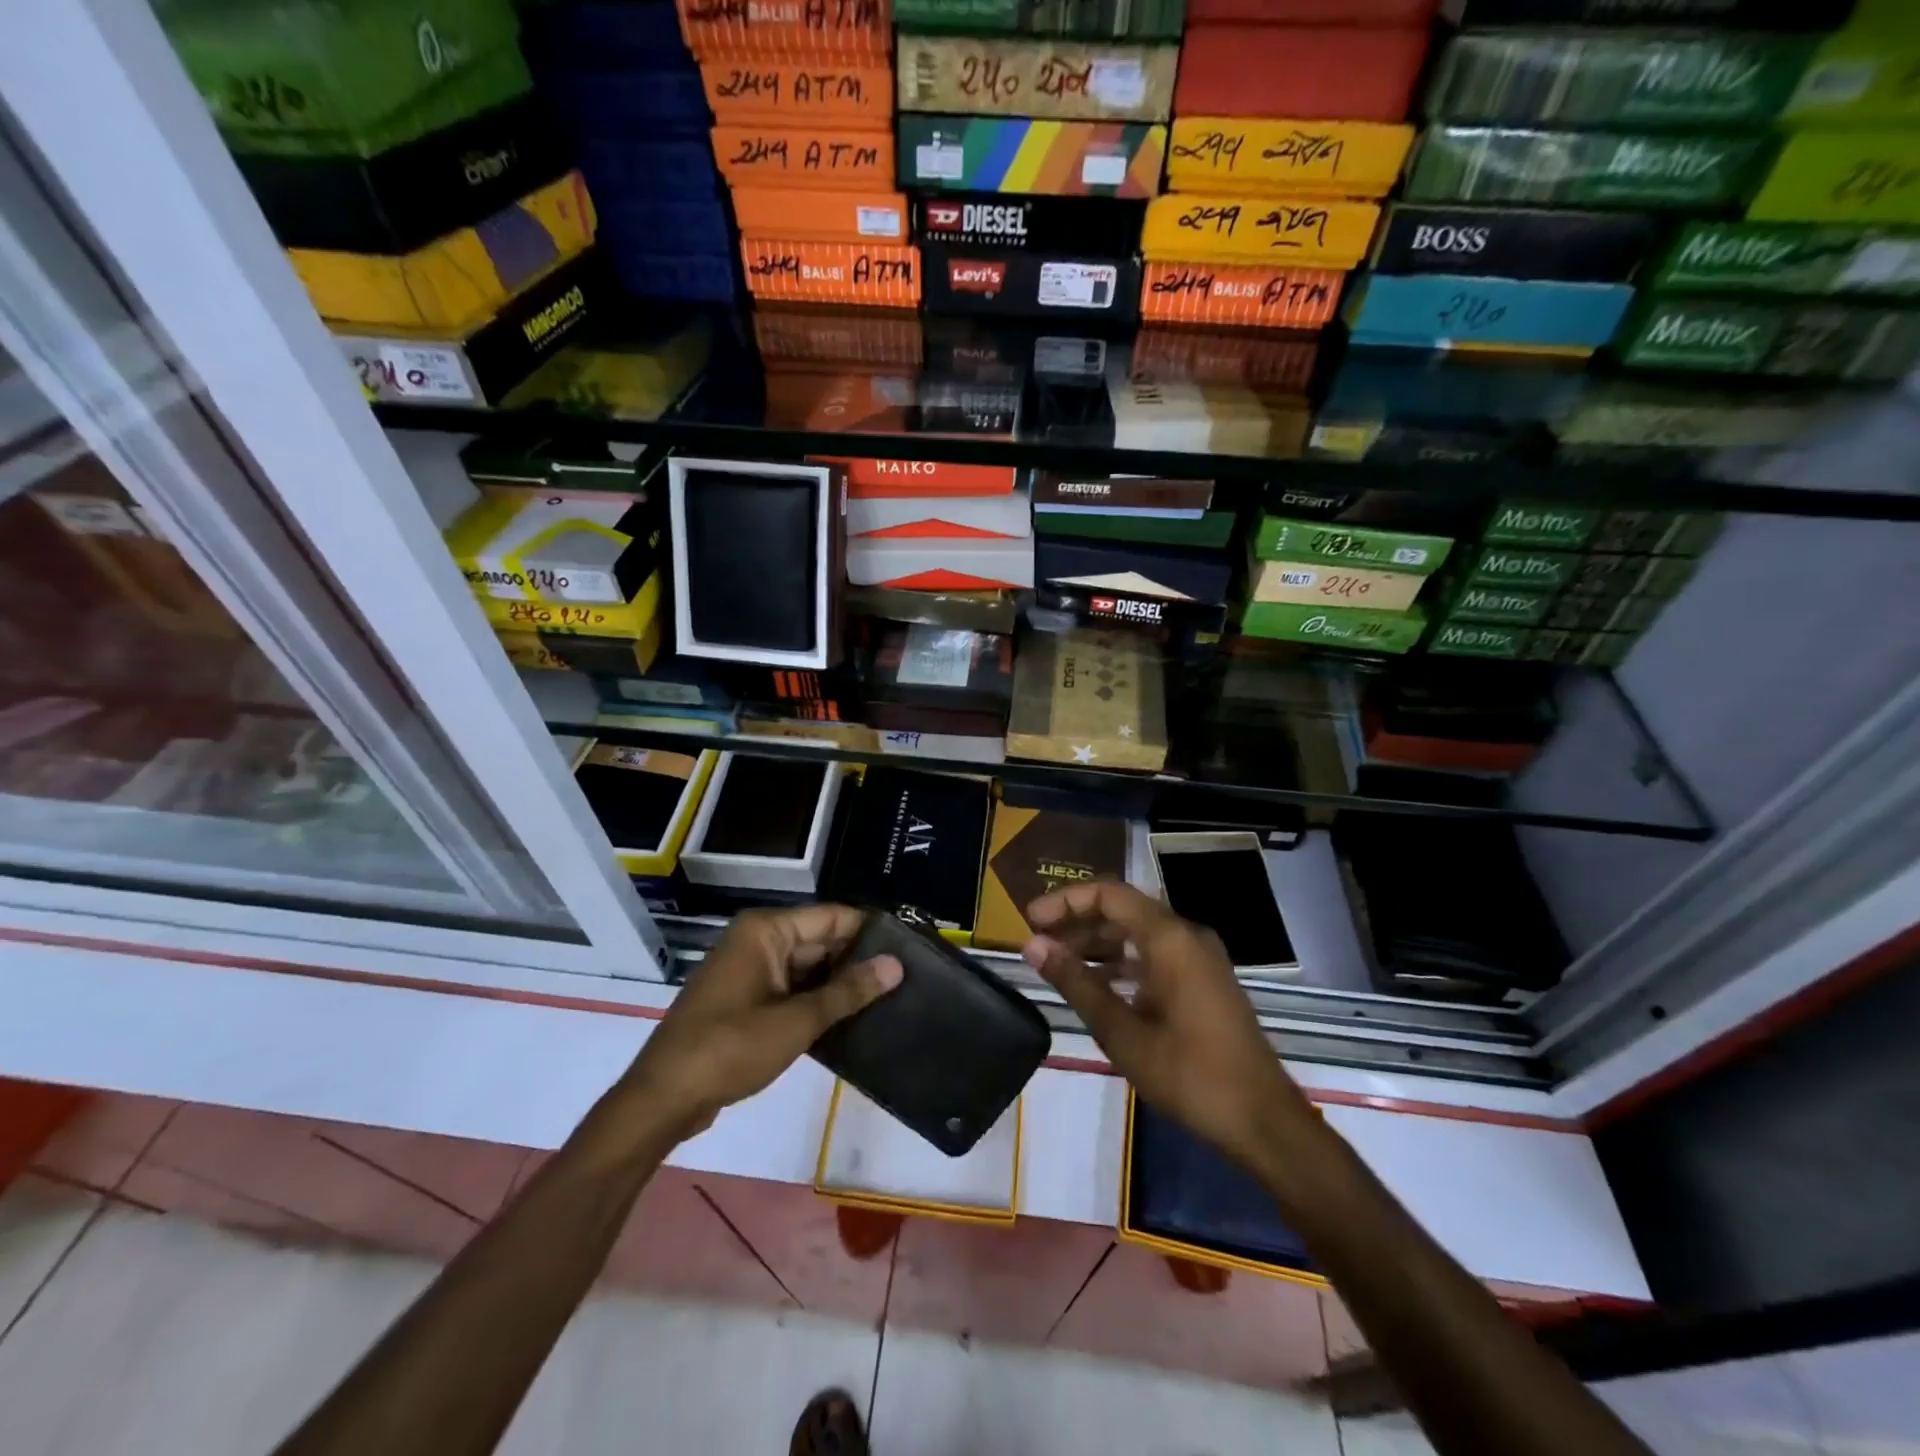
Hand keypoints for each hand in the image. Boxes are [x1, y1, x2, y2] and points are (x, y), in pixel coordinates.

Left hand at [625, 905, 901, 1135]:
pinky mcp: (746, 1000)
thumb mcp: (796, 1022)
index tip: (909, 948)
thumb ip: (848, 992)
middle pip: (820, 940)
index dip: (870, 930)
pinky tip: (851, 1019)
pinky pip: (792, 989)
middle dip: (858, 960)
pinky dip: (817, 1001)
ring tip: (890, 998)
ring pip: (808, 967)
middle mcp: (758, 941)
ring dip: (839, 984)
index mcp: (766, 931)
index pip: (831, 917)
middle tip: (906, 979)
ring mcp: (750, 971)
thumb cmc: (729, 1049)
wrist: (663, 1099)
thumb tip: (896, 965)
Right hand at [1022, 881, 1311, 1164]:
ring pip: (1139, 933)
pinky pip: (1156, 954)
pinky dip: (1123, 961)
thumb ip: (1076, 983)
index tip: (1030, 920)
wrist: (1263, 1121)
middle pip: (1123, 909)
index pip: (1109, 894)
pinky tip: (1097, 985)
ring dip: (1098, 943)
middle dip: (1078, 921)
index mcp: (1170, 938)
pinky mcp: (1205, 981)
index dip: (1066, 901)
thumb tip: (1033, 947)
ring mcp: (1200, 958)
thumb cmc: (1189, 1075)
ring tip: (1059, 963)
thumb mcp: (1122, 1032)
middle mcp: (1187, 936)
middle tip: (1038, 943)